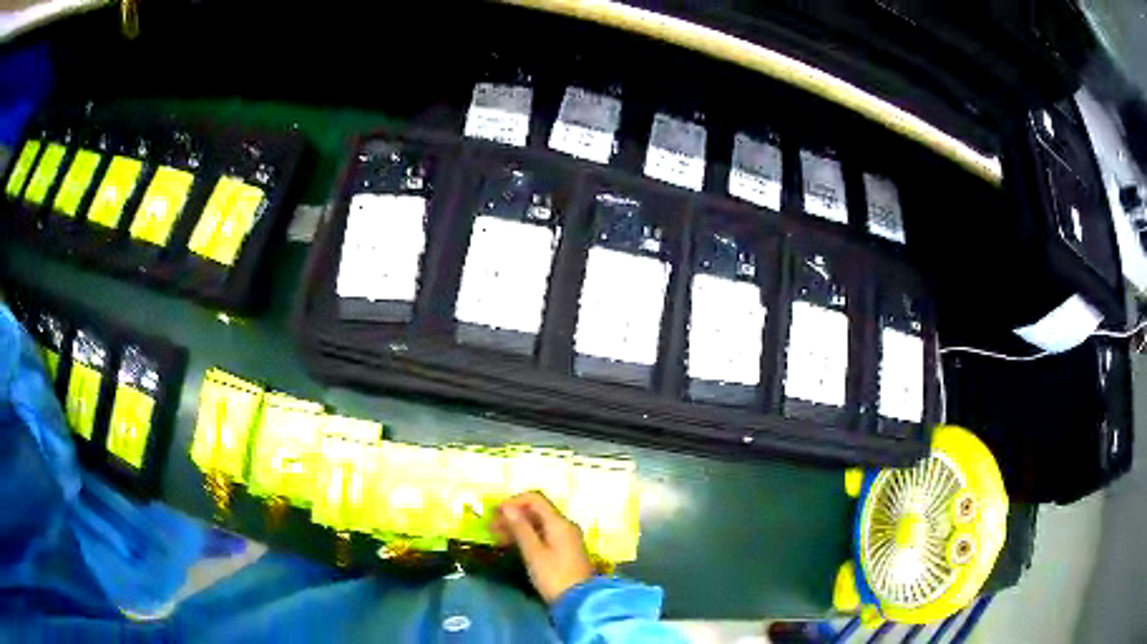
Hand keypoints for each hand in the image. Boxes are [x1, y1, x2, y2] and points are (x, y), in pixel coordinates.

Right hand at [492, 491, 593, 604]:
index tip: (495, 513)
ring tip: (497, 537)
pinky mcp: (565, 551)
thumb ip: (520, 528)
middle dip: (513, 516)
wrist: (580, 601)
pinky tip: (513, 545)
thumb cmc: (554, 576)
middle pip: (536, 511)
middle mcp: (565, 526)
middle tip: (491, 527)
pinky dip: (527, 537)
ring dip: (518, 527)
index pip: (535, 499)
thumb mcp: (533, 552)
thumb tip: (507, 508)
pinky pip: (543, 535)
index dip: (513, 501)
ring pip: (539, 524)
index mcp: (559, 522)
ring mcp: (566, 538)